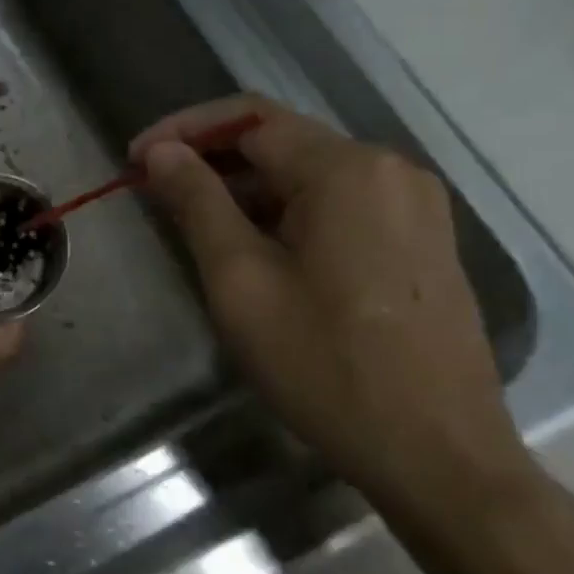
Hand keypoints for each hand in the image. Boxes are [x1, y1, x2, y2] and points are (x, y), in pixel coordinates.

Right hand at [131, 95, 531, 520]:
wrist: (438, 454)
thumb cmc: (326, 366)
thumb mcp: (242, 282)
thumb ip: (198, 205)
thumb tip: (162, 153)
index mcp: (347, 170)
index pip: (249, 119)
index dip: (184, 130)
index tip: (134, 160)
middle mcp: (390, 170)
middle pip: (284, 142)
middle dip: (213, 159)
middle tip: (156, 192)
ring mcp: (415, 206)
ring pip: (311, 175)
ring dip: (248, 189)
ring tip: (196, 224)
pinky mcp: (422, 241)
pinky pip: (341, 205)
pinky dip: (288, 212)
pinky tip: (258, 250)